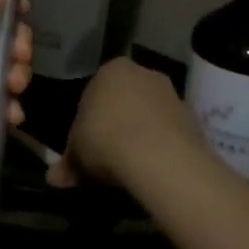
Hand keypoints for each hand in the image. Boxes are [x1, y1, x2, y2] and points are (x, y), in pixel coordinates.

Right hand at [49, 56, 202, 190]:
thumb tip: (53, 178)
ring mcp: (172, 95)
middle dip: (115, 127)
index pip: (93, 93)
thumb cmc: (105, 140)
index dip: (87, 122)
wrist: (159, 157)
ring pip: (148, 117)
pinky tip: (152, 172)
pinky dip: (160, 150)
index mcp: (111, 70)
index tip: (85, 146)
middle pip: (124, 102)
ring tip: (129, 170)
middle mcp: (144, 74)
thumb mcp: (76, 154)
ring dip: (139, 138)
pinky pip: (168, 134)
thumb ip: (67, 163)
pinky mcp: (194, 120)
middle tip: (105, 159)